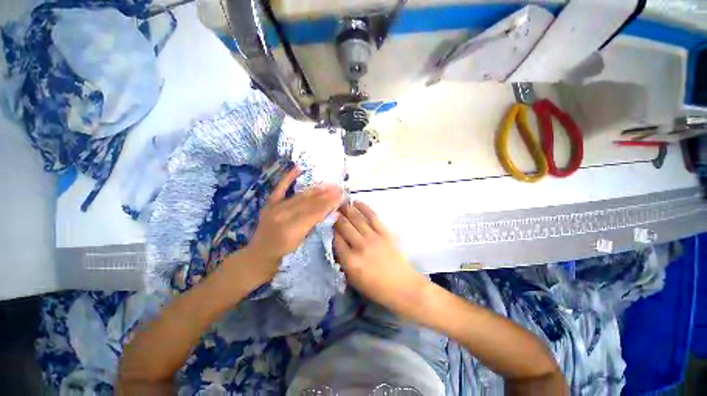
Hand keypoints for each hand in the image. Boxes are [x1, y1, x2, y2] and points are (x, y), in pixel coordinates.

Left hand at [238, 166, 342, 284]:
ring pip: (300, 196)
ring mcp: (274, 208)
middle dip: (326, 194)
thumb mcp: (302, 246)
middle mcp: (282, 216)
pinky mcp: (269, 204)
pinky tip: (297, 168)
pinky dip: (288, 178)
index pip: (315, 213)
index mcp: (292, 230)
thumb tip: (333, 213)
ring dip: (316, 188)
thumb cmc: (283, 257)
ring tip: (329, 183)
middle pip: (309, 202)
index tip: (341, 196)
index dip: (329, 203)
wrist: (257, 257)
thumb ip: (315, 228)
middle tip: (339, 187)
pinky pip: (280, 189)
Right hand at [334, 202, 428, 317]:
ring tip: (341, 203)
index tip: (327, 221)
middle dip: (336, 216)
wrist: (402, 286)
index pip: (335, 239)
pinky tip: (356, 202)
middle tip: (332, 209)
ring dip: (347, 209)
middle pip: (344, 226)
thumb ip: (342, 261)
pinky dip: (363, 207)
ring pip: (356, 219)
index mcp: (350, 261)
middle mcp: (359, 246)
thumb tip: (336, 242)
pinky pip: (372, 216)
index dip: (330, 228)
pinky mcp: (385, 232)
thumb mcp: (353, 279)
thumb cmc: (375, 287)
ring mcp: (373, 237)